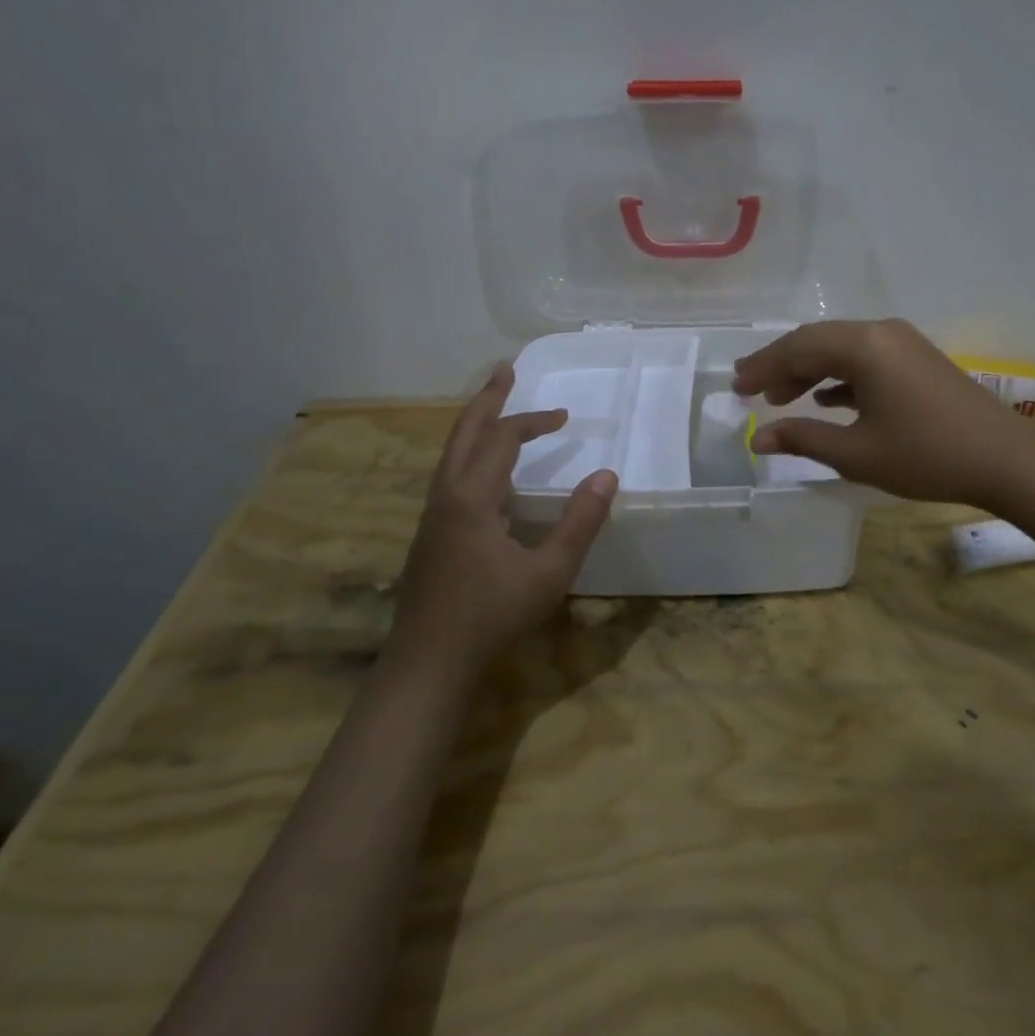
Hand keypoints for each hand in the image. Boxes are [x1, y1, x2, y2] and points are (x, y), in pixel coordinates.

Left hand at [389, 363, 617, 671]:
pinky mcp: (428, 535)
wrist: (427, 664)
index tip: (565, 417)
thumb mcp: (549, 572)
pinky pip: (449, 475)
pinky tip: (484, 472)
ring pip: (451, 454)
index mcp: (472, 497)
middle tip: (504, 370)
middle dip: (487, 399)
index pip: (503, 439)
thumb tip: (607, 476)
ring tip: (494, 408)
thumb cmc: (490, 616)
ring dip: (474, 425)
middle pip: (464, 432)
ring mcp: (431, 516)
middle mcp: (445, 496)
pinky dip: (469, 453)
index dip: (534, 421)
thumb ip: (580, 523)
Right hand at [733, 318, 1034, 507]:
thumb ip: (804, 439)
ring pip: (842, 349)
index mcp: (864, 346)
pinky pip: (865, 358)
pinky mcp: (917, 359)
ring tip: (782, 398)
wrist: (1005, 459)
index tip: (736, 387)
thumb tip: (759, 438)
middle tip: (749, 387)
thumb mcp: (857, 453)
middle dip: (781, 365)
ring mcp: (903, 343)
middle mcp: (881, 332)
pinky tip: (827, 398)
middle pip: (817, 341)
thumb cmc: (926, 455)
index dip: (763, 368)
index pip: (798, 348)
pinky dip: (839, 375)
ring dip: (809, 370)